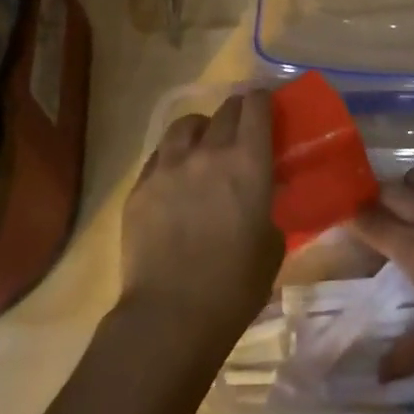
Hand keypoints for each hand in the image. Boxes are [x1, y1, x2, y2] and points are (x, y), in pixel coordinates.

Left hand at [119, 91, 282, 346]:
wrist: (172, 314)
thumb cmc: (235, 285)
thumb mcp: (272, 243)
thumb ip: (268, 205)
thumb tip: (262, 193)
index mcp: (247, 162)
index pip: (256, 106)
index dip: (263, 100)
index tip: (267, 105)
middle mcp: (208, 151)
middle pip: (224, 110)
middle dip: (237, 112)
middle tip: (242, 129)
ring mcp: (169, 164)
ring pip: (186, 124)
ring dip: (201, 129)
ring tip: (203, 146)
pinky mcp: (141, 184)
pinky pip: (160, 154)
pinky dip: (173, 156)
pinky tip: (176, 176)